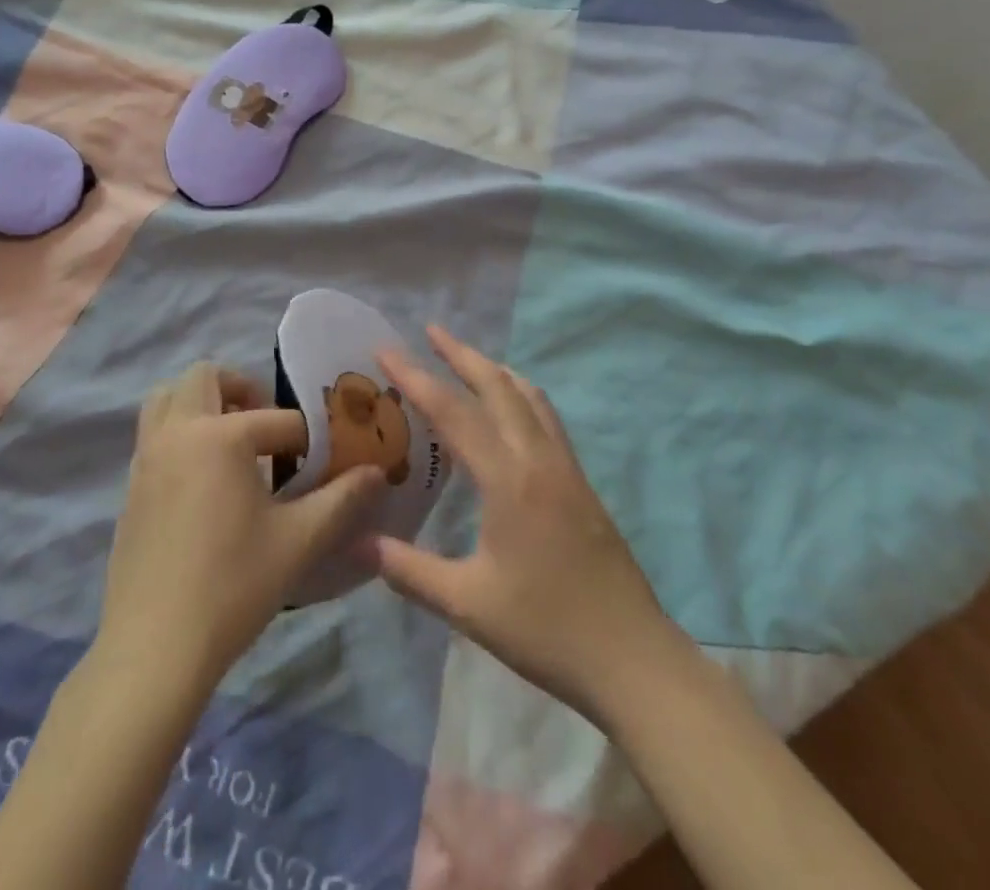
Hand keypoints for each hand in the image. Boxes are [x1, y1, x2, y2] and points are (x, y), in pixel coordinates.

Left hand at [97, 363, 386, 690]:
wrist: (154, 649)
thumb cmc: (233, 587)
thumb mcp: (299, 541)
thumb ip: (342, 499)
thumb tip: (377, 472)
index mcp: (220, 436)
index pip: (279, 420)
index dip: (311, 440)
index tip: (328, 462)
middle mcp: (178, 432)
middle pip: (205, 376)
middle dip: (242, 389)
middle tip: (268, 427)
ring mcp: (147, 457)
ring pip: (167, 397)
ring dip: (201, 402)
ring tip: (232, 442)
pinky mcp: (131, 485)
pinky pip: (154, 433)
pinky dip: (180, 432)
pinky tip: (205, 480)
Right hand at [364, 327, 691, 730]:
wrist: (634, 660)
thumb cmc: (546, 631)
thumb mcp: (467, 604)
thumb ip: (408, 569)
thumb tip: (356, 541)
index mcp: (508, 479)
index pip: (452, 412)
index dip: (415, 376)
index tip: (385, 349)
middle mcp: (538, 459)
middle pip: (497, 386)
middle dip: (461, 354)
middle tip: (430, 330)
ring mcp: (566, 468)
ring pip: (529, 396)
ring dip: (494, 370)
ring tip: (467, 360)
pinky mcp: (581, 484)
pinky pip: (546, 418)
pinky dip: (520, 395)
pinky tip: (510, 412)